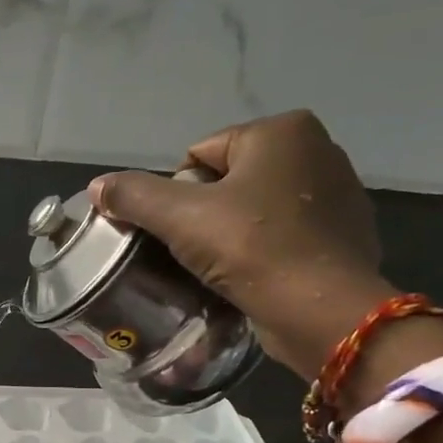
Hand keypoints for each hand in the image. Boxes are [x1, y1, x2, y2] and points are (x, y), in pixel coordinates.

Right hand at [88, 110, 388, 380]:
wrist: (322, 312)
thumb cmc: (252, 249)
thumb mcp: (180, 218)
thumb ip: (134, 196)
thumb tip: (97, 186)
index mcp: (282, 130)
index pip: (199, 156)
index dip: (178, 195)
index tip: (183, 232)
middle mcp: (318, 149)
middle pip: (227, 181)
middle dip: (206, 214)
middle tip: (199, 253)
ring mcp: (338, 193)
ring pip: (255, 210)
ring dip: (234, 234)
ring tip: (224, 269)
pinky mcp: (345, 234)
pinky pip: (284, 235)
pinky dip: (265, 251)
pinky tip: (255, 277)